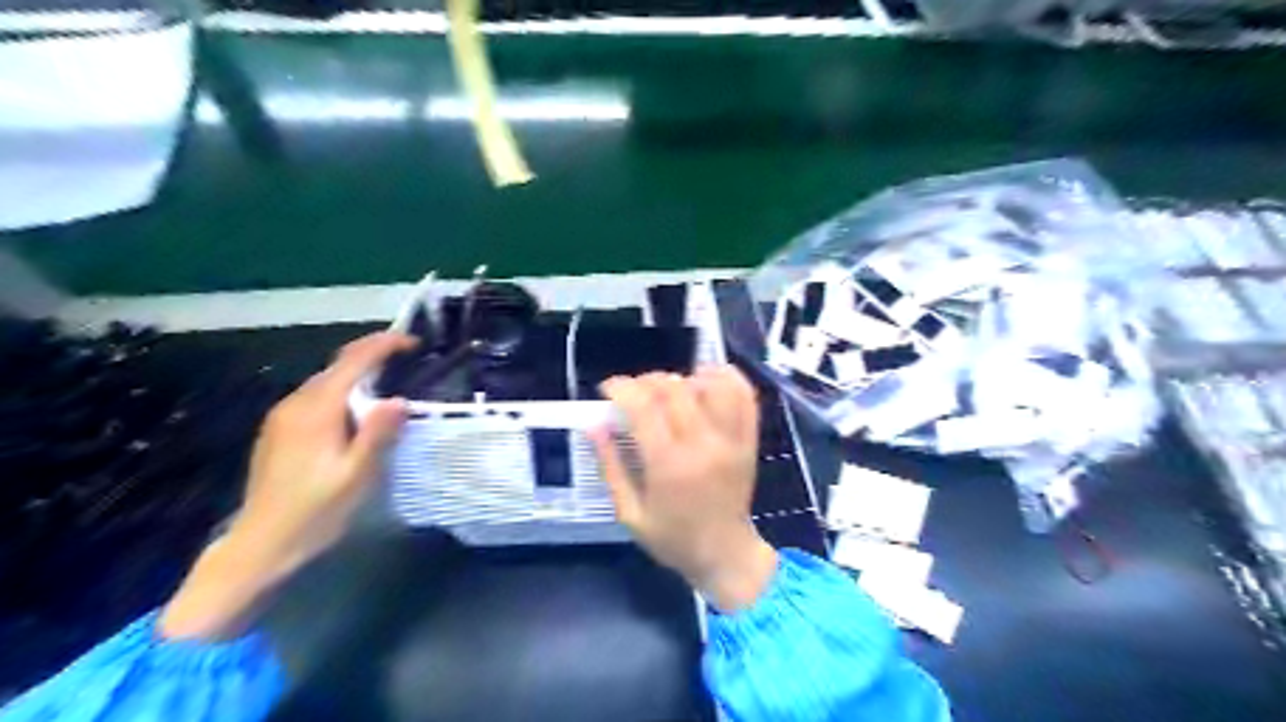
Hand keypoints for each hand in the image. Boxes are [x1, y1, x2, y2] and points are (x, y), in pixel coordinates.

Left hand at [159, 330, 414, 640]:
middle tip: (408, 358)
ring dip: (358, 373)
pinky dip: (343, 390)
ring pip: (326, 381)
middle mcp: (295, 404)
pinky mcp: (279, 431)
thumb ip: (377, 435)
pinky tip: (357, 409)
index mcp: (316, 410)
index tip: (413, 341)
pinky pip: (316, 397)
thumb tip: (401, 399)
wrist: (260, 546)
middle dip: (373, 354)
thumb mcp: (356, 477)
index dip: (383, 345)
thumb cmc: (315, 513)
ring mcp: (282, 417)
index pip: (352, 361)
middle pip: (337, 366)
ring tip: (391, 379)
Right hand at [590, 369, 773, 610]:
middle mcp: (703, 445)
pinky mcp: (749, 439)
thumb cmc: (673, 538)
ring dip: (684, 378)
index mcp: (669, 465)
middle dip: (645, 381)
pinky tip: (705, 380)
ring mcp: (731, 439)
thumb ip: (610, 466)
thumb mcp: (629, 513)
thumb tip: (594, 425)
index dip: (621, 388)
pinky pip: (744, 396)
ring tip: (669, 391)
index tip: (607, 389)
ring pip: (710, 385)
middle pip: (674, 388)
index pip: (644, 406)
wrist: (725, 554)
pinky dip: (725, 377)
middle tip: (633, 393)